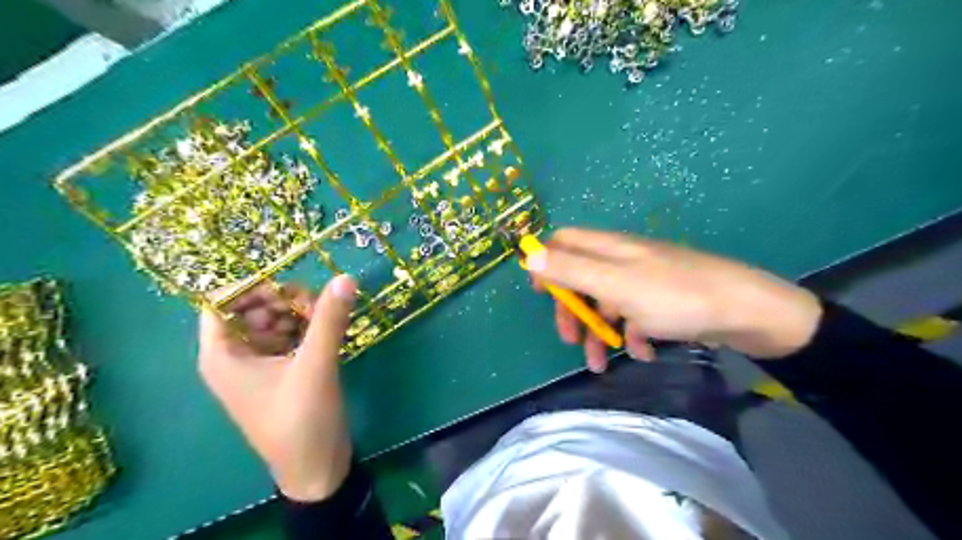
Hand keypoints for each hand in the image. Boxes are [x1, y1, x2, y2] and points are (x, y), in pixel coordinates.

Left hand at [196, 274, 357, 502]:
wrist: (316, 467)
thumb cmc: (302, 420)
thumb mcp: (315, 365)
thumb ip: (329, 319)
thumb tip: (345, 277)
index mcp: (223, 355)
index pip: (221, 302)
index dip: (251, 286)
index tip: (289, 285)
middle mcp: (236, 356)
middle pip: (252, 308)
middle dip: (283, 300)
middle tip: (317, 305)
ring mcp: (260, 364)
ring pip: (274, 321)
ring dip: (299, 313)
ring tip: (326, 318)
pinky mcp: (282, 371)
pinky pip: (289, 336)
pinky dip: (307, 328)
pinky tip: (328, 331)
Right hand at [525, 228, 818, 370]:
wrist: (746, 312)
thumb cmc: (674, 296)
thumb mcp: (615, 283)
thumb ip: (571, 269)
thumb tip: (529, 254)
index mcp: (609, 248)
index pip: (564, 242)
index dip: (547, 263)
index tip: (540, 294)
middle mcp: (623, 259)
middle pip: (581, 277)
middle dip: (572, 309)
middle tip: (570, 339)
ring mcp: (644, 281)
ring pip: (606, 302)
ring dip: (599, 332)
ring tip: (602, 365)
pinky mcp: (663, 301)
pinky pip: (635, 316)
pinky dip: (632, 335)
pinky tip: (643, 351)